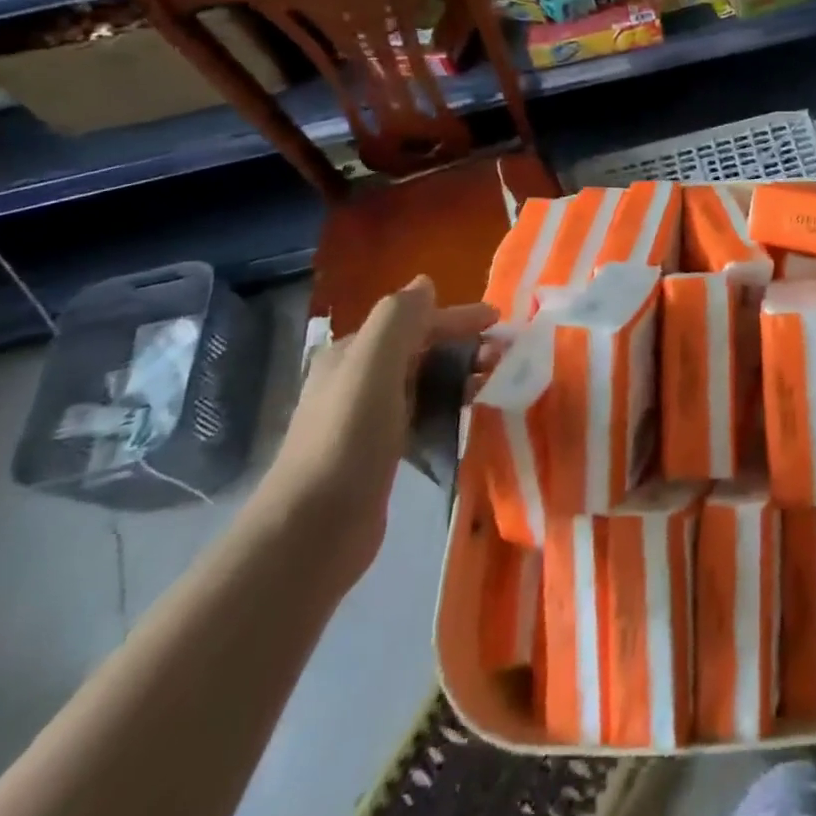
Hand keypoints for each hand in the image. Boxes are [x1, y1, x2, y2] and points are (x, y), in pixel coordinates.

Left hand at [259, 278, 495, 590]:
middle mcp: (357, 379)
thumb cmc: (347, 440)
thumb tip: (425, 284)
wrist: (312, 532)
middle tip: (503, 358)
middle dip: (464, 346)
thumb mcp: (372, 366)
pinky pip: (423, 414)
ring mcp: (367, 418)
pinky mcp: (380, 453)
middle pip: (421, 349)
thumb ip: (399, 319)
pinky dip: (448, 406)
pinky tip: (468, 418)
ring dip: (460, 375)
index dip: (458, 316)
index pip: (414, 320)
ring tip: (494, 385)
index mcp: (353, 353)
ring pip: (424, 381)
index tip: (500, 321)